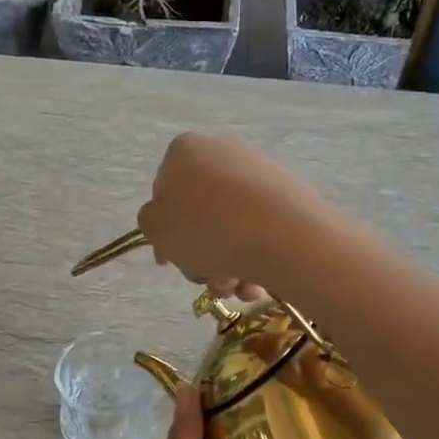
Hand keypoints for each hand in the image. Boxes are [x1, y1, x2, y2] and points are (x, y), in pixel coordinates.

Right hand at [137, 134, 326, 301]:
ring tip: (235, 287)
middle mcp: (222, 151)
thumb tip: (165, 221)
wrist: (284, 235)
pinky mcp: (288, 194)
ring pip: (229, 227)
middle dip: (198, 254)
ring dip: (225, 264)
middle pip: (198, 213)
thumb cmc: (208, 229)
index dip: (163, 232)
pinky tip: (256, 281)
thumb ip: (150, 222)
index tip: (169, 261)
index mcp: (184, 152)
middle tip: (205, 279)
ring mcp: (259, 172)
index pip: (163, 193)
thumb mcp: (158, 229)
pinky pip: (259, 229)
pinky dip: (253, 256)